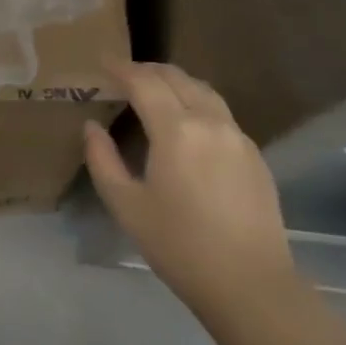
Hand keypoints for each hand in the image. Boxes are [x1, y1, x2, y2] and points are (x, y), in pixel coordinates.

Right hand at [84, 61, 294, 321]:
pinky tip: (188, 121)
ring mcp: (237, 136)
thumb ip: (103, 160)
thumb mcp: (127, 206)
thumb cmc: (179, 246)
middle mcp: (209, 121)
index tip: (102, 61)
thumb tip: (92, 127)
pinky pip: (220, 112)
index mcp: (175, 129)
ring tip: (155, 88)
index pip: (144, 82)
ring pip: (203, 90)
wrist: (250, 284)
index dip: (120, 68)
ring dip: (175, 81)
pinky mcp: (254, 154)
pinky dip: (197, 102)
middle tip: (124, 74)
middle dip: (147, 70)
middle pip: (176, 78)